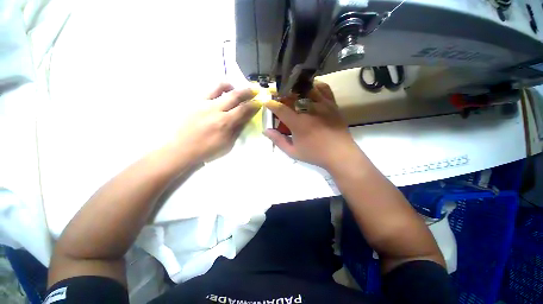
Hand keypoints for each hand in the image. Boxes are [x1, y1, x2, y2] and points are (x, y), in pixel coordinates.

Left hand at [173, 83, 260, 162]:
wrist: (183, 149)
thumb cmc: (208, 149)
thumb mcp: (228, 143)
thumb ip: (238, 128)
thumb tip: (247, 117)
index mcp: (224, 123)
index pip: (243, 109)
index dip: (253, 104)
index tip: (260, 101)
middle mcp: (214, 109)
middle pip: (234, 95)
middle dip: (247, 91)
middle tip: (254, 90)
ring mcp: (203, 103)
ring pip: (219, 87)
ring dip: (231, 86)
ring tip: (235, 89)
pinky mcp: (194, 102)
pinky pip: (208, 90)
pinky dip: (218, 90)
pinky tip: (220, 96)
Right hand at [263, 82, 359, 169]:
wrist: (340, 154)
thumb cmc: (315, 154)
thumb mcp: (293, 152)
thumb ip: (278, 140)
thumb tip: (265, 131)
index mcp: (298, 123)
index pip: (280, 108)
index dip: (271, 104)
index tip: (267, 102)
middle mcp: (309, 110)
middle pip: (292, 96)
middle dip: (282, 95)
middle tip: (278, 98)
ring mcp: (323, 105)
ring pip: (307, 89)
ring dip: (296, 89)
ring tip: (292, 93)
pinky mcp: (332, 104)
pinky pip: (324, 89)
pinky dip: (315, 86)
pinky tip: (311, 90)